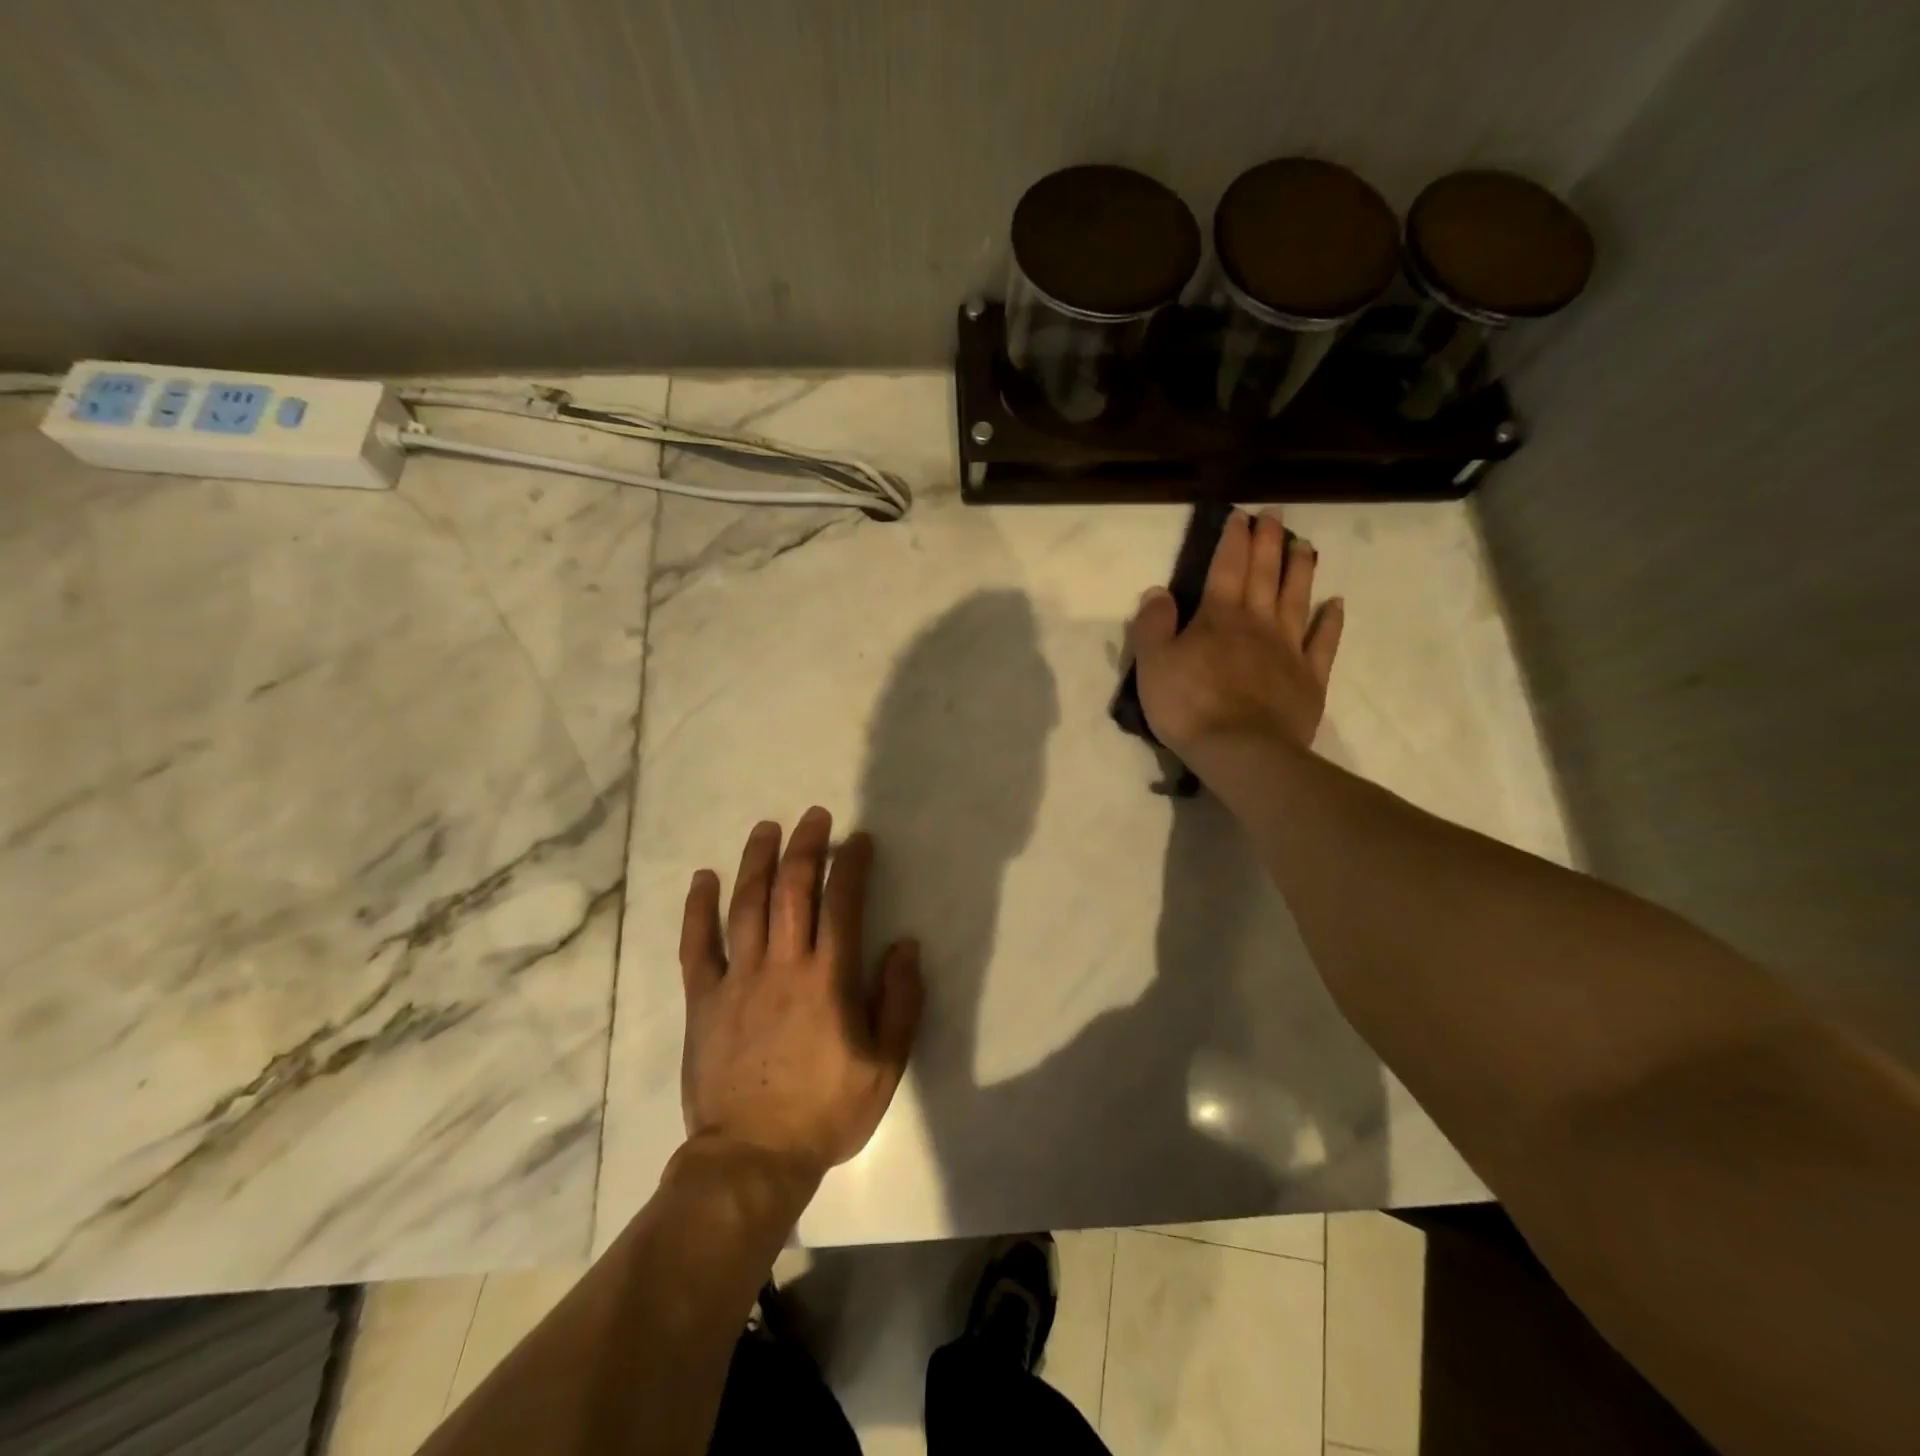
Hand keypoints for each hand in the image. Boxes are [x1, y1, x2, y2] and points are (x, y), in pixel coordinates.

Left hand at [678, 807, 923, 1181]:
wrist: (752, 1158)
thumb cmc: (825, 1111)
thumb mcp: (886, 1065)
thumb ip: (900, 1001)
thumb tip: (905, 945)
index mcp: (828, 979)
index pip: (842, 904)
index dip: (851, 865)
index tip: (858, 840)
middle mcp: (783, 965)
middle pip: (792, 890)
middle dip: (805, 846)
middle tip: (814, 816)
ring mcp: (738, 979)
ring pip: (746, 905)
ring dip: (757, 861)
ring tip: (766, 828)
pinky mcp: (704, 999)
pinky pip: (697, 944)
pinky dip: (698, 908)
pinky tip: (703, 878)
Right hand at [1127, 508, 1343, 758]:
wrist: (1241, 751)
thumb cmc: (1188, 706)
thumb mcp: (1153, 663)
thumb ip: (1153, 625)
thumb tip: (1158, 592)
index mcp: (1218, 617)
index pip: (1226, 568)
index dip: (1233, 540)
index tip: (1241, 516)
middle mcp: (1258, 623)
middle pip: (1265, 575)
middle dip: (1269, 543)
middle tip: (1275, 516)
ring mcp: (1288, 649)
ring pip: (1297, 599)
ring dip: (1300, 570)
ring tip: (1305, 545)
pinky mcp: (1309, 679)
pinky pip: (1323, 642)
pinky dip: (1331, 621)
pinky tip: (1336, 604)